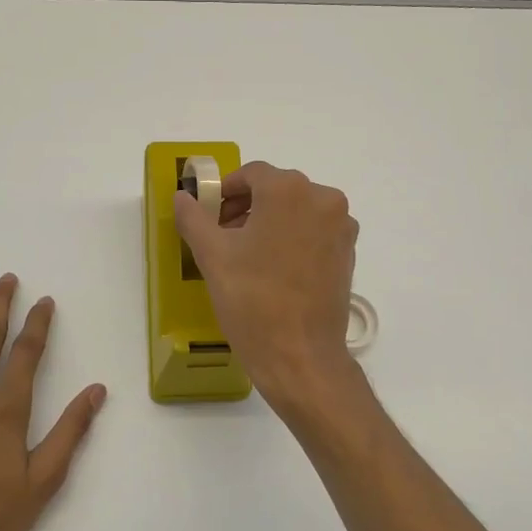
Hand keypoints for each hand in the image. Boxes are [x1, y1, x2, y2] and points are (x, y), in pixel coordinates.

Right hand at [174, 162, 361, 413]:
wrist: (300, 356)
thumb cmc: (252, 300)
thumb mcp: (212, 256)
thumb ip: (194, 217)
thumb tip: (183, 196)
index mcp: (289, 190)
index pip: (251, 174)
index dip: (226, 191)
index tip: (209, 215)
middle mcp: (323, 198)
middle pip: (276, 190)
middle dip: (246, 207)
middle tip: (222, 236)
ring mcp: (341, 227)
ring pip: (297, 211)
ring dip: (270, 223)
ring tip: (247, 256)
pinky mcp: (348, 253)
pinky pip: (314, 232)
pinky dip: (293, 239)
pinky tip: (274, 269)